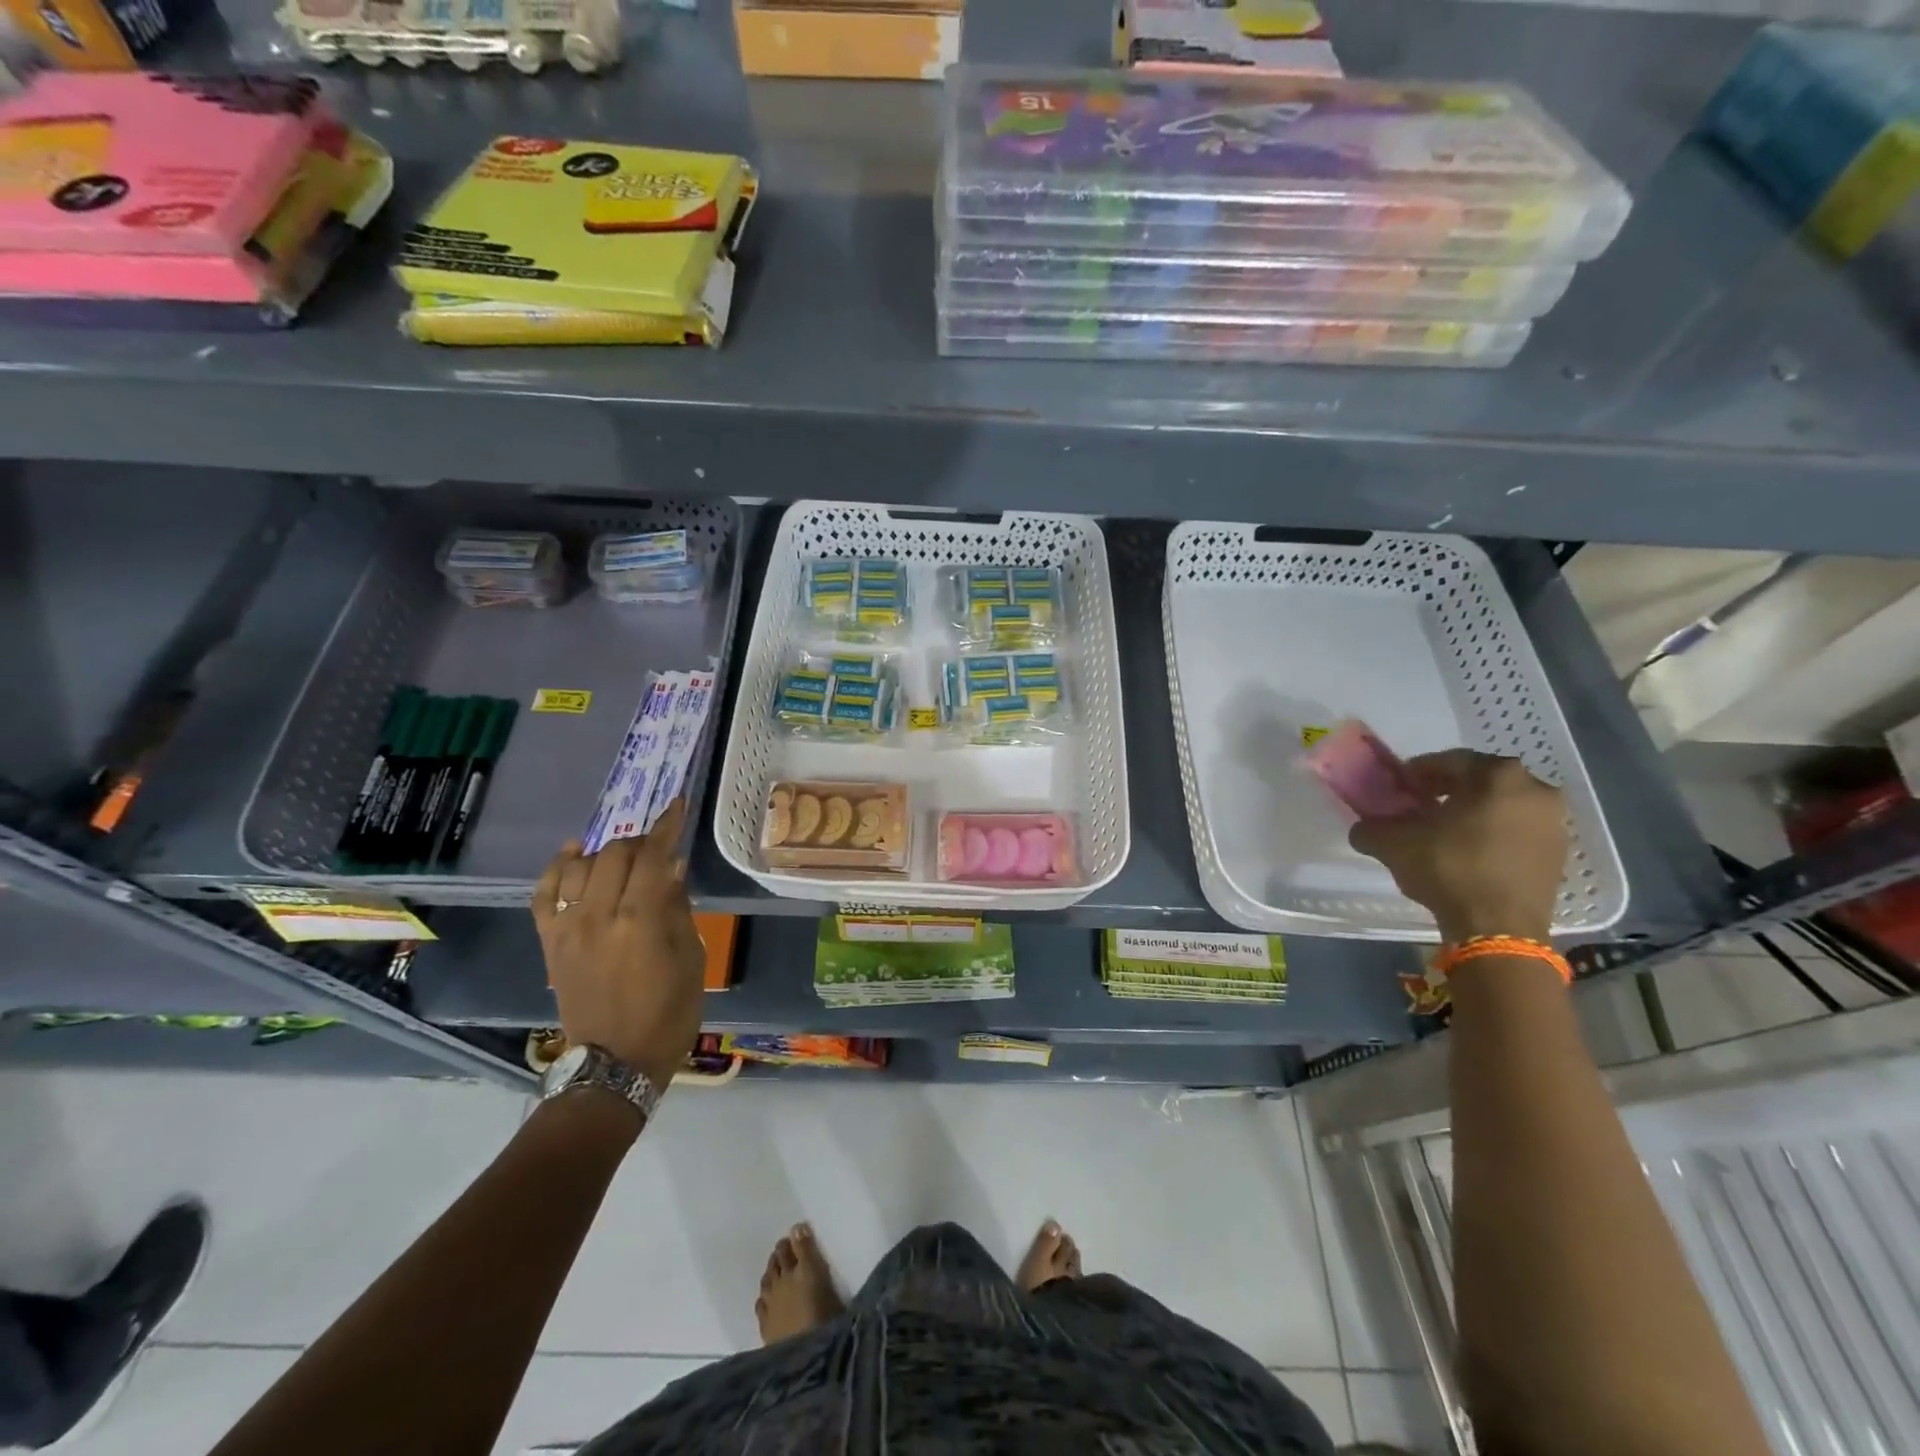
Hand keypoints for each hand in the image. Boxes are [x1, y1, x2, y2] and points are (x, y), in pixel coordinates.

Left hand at [531, 800, 704, 1091]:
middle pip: (616, 854)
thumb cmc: (668, 1013)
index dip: (667, 827)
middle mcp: (600, 916)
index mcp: (642, 921)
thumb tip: (673, 868)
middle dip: (641, 840)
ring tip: (623, 854)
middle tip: (659, 847)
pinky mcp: (551, 942)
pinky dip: (558, 867)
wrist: (614, 1062)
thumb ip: (678, 908)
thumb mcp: (691, 959)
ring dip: (606, 851)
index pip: (654, 857)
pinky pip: (545, 893)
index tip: (677, 805)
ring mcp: (569, 928)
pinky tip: (573, 852)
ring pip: (581, 866)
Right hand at [1347, 750, 1566, 943]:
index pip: (1448, 761)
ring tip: (1443, 833)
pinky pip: (1518, 831)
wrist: (1499, 928)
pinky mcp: (1559, 854)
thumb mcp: (1392, 843)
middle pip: (1480, 781)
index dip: (1417, 773)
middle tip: (1419, 807)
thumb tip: (1364, 829)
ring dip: (1473, 812)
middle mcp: (1535, 789)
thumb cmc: (1449, 868)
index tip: (1399, 788)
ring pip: (1502, 806)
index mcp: (1498, 775)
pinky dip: (1493, 834)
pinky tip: (1467, 853)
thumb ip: (1371, 827)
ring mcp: (1554, 823)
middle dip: (1448, 790)